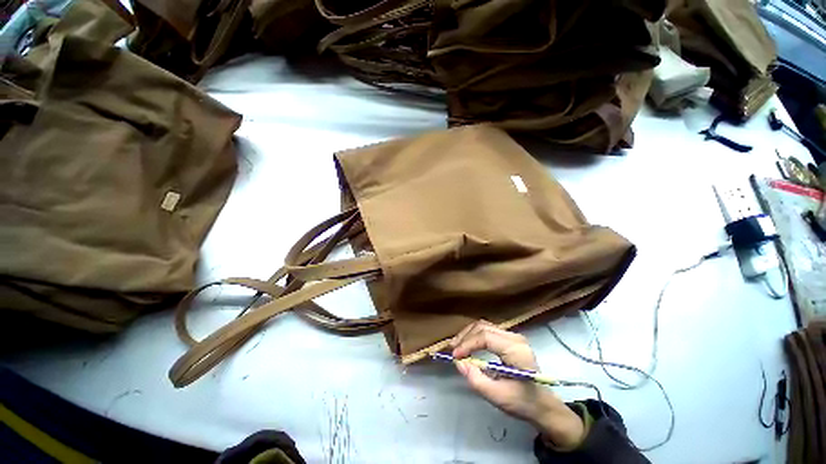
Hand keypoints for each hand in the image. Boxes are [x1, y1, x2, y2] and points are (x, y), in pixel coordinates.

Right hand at [450, 320, 584, 448]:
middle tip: (453, 350)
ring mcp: (512, 336)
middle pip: (483, 327)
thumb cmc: (523, 402)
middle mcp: (515, 337)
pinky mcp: (509, 339)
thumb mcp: (498, 397)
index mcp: (516, 350)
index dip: (468, 344)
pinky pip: (487, 331)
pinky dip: (474, 336)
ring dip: (468, 334)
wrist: (543, 404)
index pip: (486, 337)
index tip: (455, 356)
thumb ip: (476, 380)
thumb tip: (458, 363)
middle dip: (465, 337)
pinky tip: (467, 345)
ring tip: (457, 347)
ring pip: (484, 326)